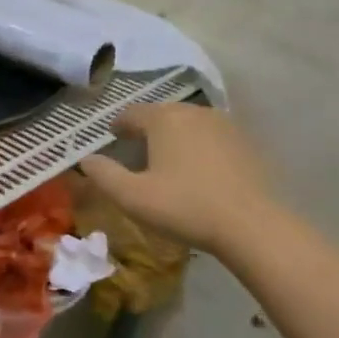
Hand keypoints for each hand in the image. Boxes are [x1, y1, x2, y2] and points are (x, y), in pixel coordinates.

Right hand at [78, 102, 281, 258]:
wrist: (252, 225)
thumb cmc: (185, 207)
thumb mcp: (132, 197)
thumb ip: (103, 175)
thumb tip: (86, 159)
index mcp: (163, 119)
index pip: (132, 113)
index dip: (119, 125)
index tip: (113, 137)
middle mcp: (193, 112)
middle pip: (162, 114)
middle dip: (147, 128)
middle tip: (137, 148)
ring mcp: (224, 125)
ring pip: (189, 123)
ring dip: (174, 135)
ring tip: (168, 159)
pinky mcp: (245, 143)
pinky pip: (212, 136)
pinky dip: (199, 146)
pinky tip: (199, 169)